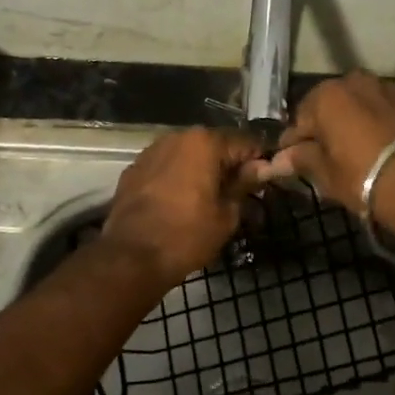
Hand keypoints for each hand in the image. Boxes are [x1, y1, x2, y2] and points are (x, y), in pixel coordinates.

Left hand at [101, 127, 265, 287]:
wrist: (130, 257)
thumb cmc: (187, 236)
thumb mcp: (226, 214)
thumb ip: (244, 185)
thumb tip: (259, 168)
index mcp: (206, 143)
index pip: (246, 143)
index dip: (259, 161)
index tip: (264, 182)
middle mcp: (178, 136)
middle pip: (215, 145)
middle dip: (228, 165)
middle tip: (238, 193)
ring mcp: (152, 151)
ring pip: (188, 154)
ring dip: (201, 169)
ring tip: (207, 198)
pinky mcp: (134, 169)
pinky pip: (166, 166)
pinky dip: (177, 177)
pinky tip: (179, 201)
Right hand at [266, 72, 394, 234]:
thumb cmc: (362, 177)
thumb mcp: (326, 174)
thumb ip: (301, 159)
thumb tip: (278, 160)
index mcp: (327, 96)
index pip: (300, 120)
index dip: (295, 143)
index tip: (292, 161)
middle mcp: (356, 81)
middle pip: (332, 104)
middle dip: (327, 126)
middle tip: (327, 155)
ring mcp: (389, 87)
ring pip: (362, 103)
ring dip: (356, 120)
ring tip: (359, 148)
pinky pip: (389, 108)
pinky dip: (383, 121)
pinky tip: (385, 144)